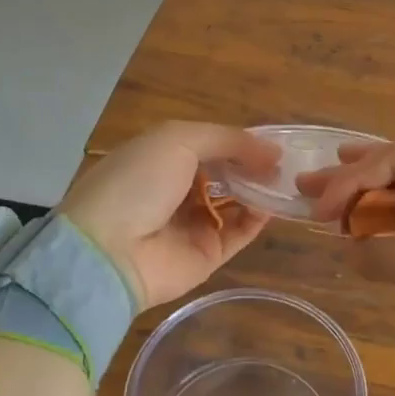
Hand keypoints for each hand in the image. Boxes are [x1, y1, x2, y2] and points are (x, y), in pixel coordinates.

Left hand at [60, 123, 278, 308]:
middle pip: (226, 173)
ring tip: (285, 181)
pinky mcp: (206, 256)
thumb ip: (228, 140)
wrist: (108, 252)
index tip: (273, 141)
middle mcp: (178, 190)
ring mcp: (192, 224)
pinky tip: (271, 205)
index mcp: (163, 157)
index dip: (241, 142)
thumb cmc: (138, 182)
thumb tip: (273, 152)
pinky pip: (239, 233)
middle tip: (286, 163)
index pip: (212, 145)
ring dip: (259, 190)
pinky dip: (257, 219)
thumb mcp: (178, 140)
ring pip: (237, 203)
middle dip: (254, 166)